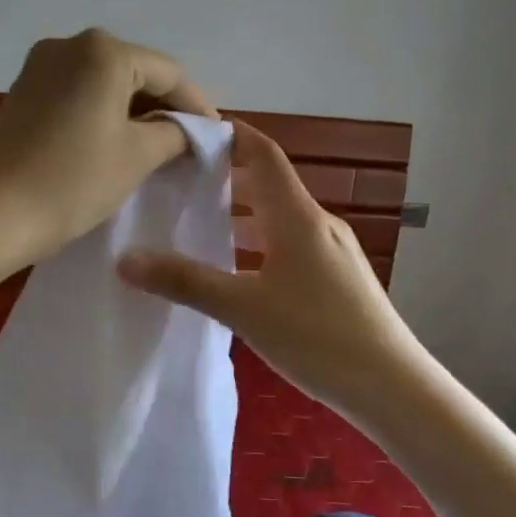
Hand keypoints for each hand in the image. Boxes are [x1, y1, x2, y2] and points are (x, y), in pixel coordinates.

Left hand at [0, 29, 215, 270]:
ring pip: (105, 83)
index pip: (168, 72)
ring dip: (134, 111)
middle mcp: (70, 45)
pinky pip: (78, 95)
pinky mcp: (23, 92)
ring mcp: (40, 67)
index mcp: (104, 51)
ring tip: (158, 146)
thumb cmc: (74, 181)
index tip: (216, 136)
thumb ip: (173, 134)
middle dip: (165, 106)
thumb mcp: (137, 157)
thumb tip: (185, 129)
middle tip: (189, 142)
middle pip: (135, 72)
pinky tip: (116, 141)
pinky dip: (103, 114)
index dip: (197, 105)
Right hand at [117, 121, 430, 423]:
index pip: (263, 154)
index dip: (230, 134)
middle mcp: (319, 224)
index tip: (191, 132)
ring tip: (198, 225)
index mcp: (298, 217)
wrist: (390, 385)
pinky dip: (259, 245)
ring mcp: (333, 253)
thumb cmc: (316, 335)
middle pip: (270, 185)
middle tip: (179, 181)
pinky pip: (291, 247)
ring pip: (280, 220)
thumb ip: (185, 282)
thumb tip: (125, 259)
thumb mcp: (243, 308)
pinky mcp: (338, 280)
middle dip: (227, 178)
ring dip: (242, 216)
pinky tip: (237, 273)